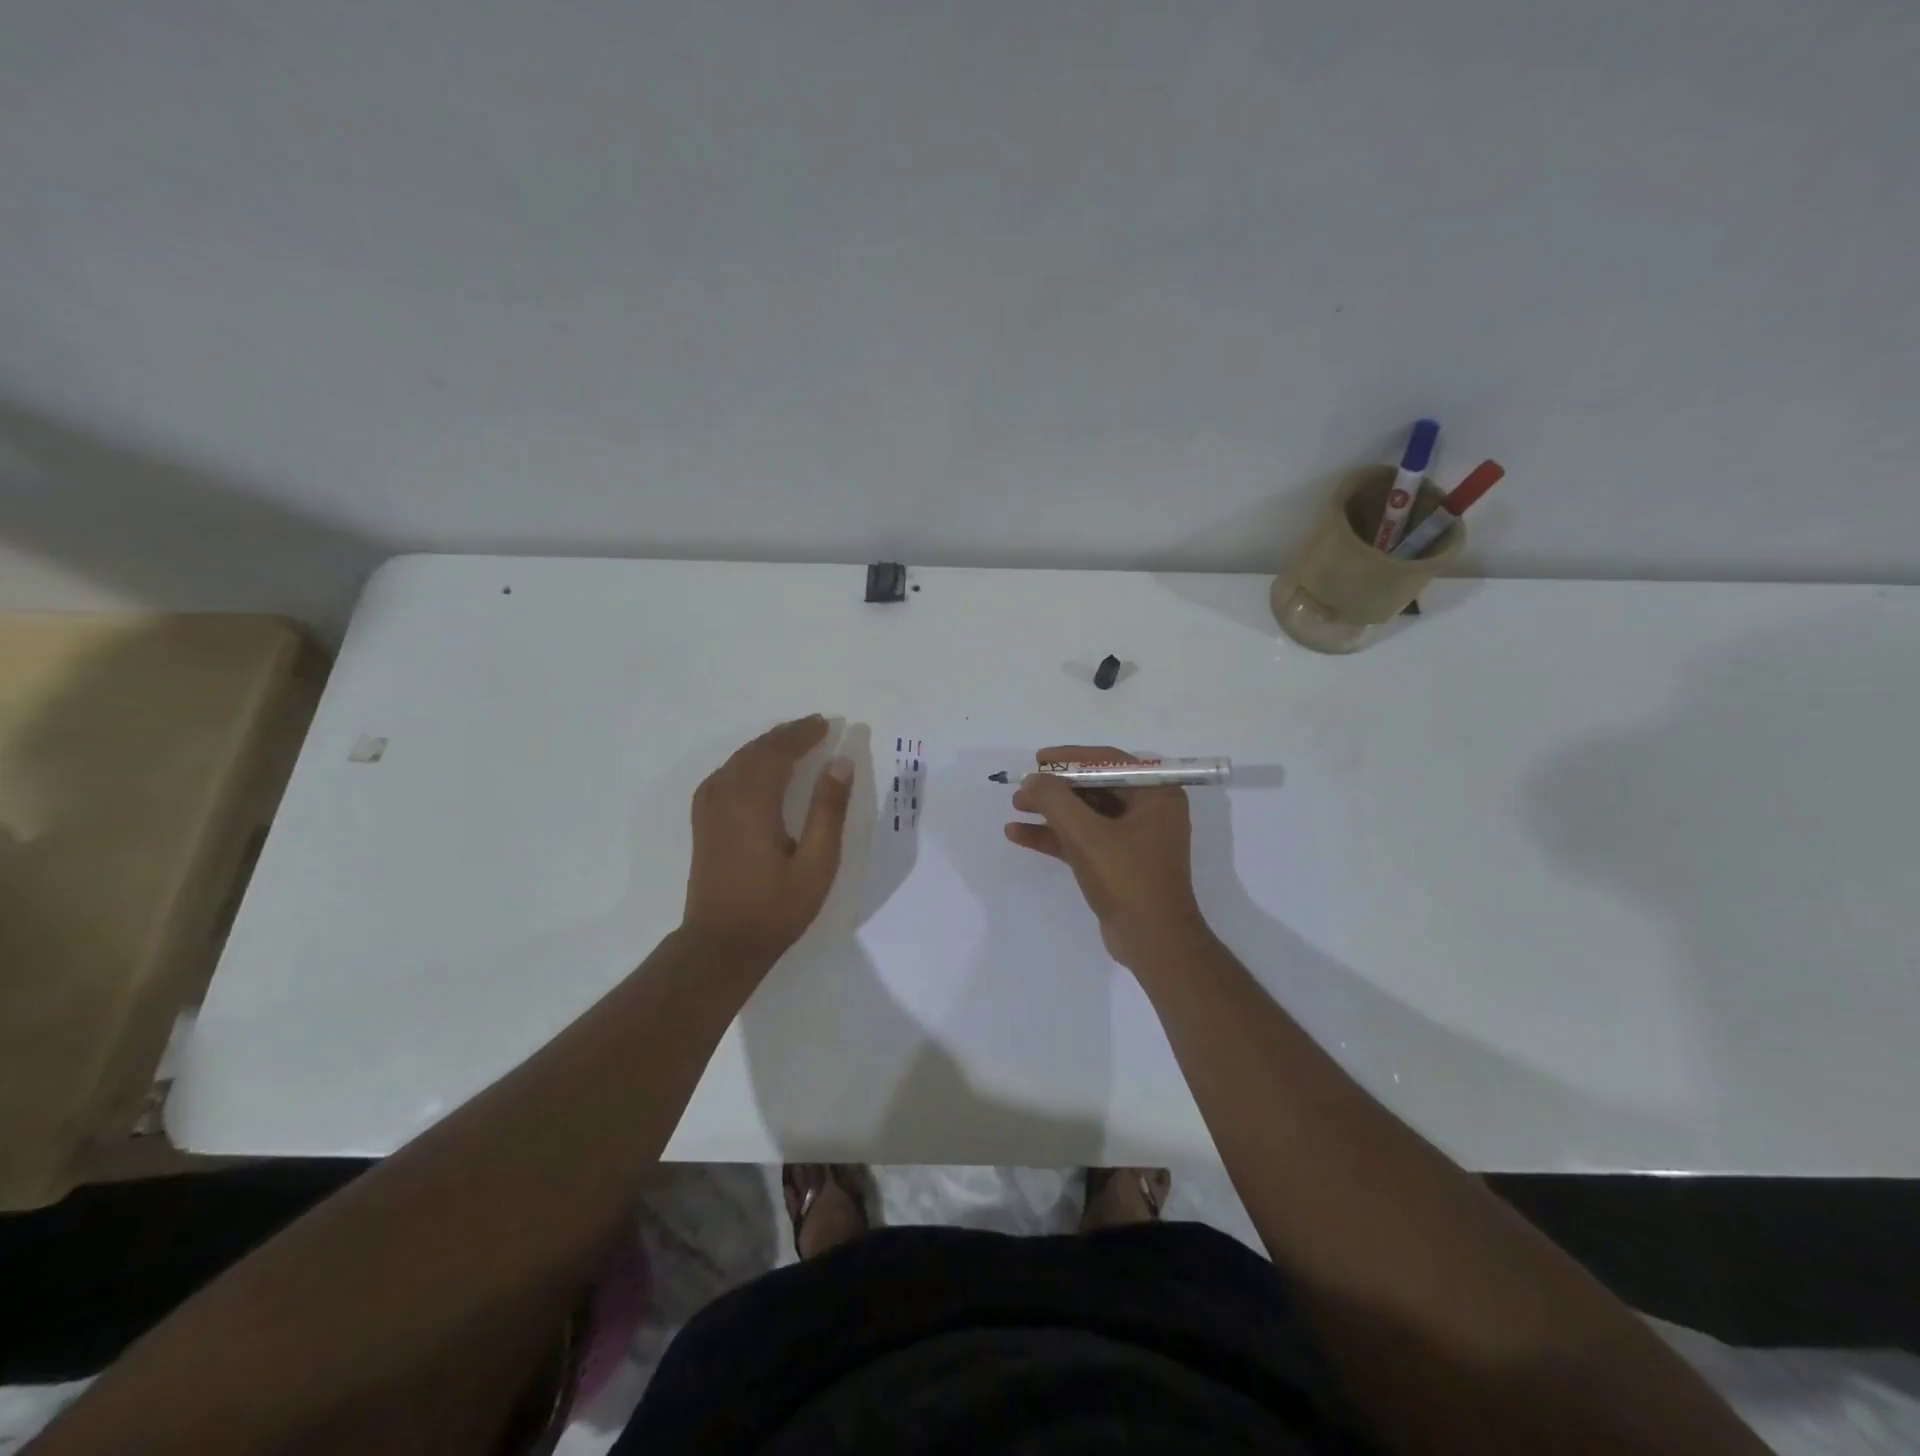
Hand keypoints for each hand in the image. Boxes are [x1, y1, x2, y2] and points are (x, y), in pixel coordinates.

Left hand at [683, 715, 852, 964]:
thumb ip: (828, 810)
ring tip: (794, 740)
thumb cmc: (775, 907)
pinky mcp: (704, 820)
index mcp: (754, 801)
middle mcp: (726, 794)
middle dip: (787, 735)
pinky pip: (727, 773)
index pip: (779, 751)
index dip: (804, 734)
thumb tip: (841, 763)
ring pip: (739, 759)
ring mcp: (709, 806)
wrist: (720, 944)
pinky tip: (760, 767)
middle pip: (757, 749)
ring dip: (768, 745)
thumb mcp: (816, 863)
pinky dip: (749, 760)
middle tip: (816, 726)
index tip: (828, 724)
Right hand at [1004, 745, 1210, 970]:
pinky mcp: (1118, 863)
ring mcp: (1134, 838)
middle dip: (1056, 789)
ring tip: (1015, 808)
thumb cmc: (1127, 878)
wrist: (1153, 942)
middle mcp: (1149, 809)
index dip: (1070, 758)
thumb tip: (1032, 780)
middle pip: (1094, 787)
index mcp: (1156, 794)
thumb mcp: (1086, 834)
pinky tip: (1019, 835)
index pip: (1108, 762)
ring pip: (1086, 814)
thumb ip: (1054, 800)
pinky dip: (1054, 836)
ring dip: (1051, 811)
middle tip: (1023, 789)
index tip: (1038, 760)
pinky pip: (1083, 839)